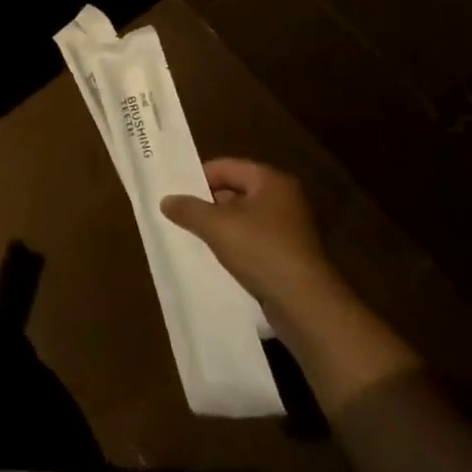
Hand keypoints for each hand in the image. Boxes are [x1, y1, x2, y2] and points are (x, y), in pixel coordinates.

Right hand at [161, 158, 347, 320]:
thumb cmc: (260, 251)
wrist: (305, 304)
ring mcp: (290, 228)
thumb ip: (188, 209)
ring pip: (244, 217)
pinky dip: (235, 245)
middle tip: (180, 214)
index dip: (198, 177)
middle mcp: (284, 198)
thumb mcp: (215, 226)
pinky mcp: (290, 254)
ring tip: (193, 236)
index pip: (225, 166)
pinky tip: (217, 257)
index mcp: (270, 180)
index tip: (176, 193)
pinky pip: (254, 240)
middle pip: (235, 191)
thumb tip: (166, 200)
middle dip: (207, 203)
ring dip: (220, 226)